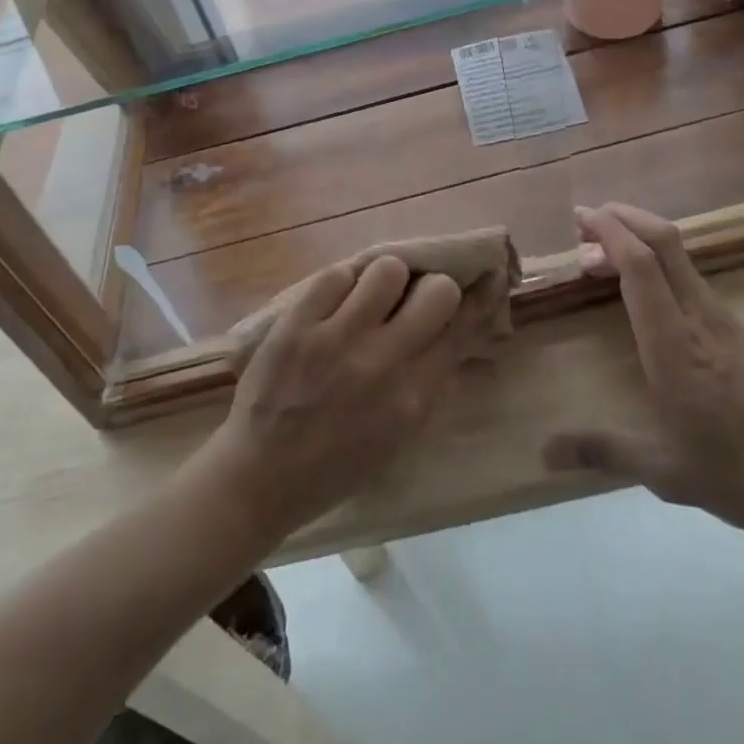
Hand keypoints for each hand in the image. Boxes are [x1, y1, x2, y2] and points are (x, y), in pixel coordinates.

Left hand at [191, 255, 463, 540]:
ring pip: (388, 269)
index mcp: (413, 397)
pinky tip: (336, 302)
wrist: (261, 475)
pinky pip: (337, 274)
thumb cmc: (336, 463)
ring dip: (386, 280)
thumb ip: (429, 380)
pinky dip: (342, 284)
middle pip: (436, 290)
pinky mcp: (298, 323)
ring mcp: (337, 338)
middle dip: (431, 288)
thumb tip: (453, 328)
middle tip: (413, 298)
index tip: (483, 277)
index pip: (461, 329)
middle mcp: (383, 362)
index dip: (476, 299)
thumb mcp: (399, 434)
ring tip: (370, 297)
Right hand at [542, 204, 743, 545]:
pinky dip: (658, 263)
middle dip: (624, 218)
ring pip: (679, 257)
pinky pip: (689, 277)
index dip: (611, 233)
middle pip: (665, 243)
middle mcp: (699, 319)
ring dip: (640, 239)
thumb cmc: (740, 474)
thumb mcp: (665, 471)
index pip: (642, 267)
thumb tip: (543, 454)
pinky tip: (643, 288)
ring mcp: (723, 321)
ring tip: (600, 255)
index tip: (581, 216)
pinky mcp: (736, 331)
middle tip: (584, 220)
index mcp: (675, 345)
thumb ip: (602, 451)